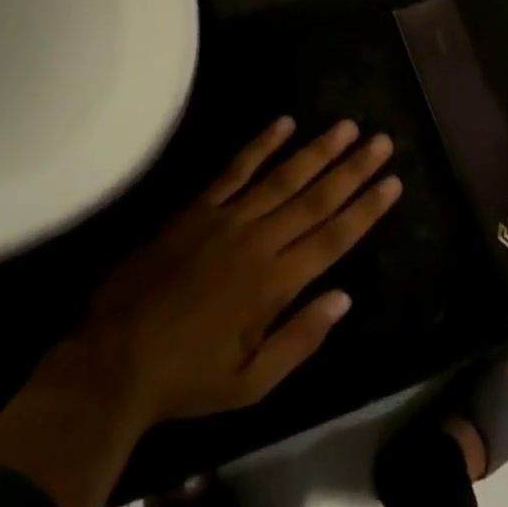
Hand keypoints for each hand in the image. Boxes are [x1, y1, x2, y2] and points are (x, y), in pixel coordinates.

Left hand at [79, 117, 400, 425]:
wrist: (114, 358)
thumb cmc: (189, 377)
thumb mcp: (252, 382)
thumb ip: (300, 339)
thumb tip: (344, 297)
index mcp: (275, 284)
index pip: (334, 238)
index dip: (366, 209)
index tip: (393, 182)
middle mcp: (258, 242)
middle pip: (316, 199)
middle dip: (353, 169)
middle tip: (382, 141)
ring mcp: (226, 220)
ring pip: (282, 177)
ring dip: (317, 150)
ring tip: (347, 127)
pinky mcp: (197, 210)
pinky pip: (234, 170)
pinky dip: (260, 145)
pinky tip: (284, 123)